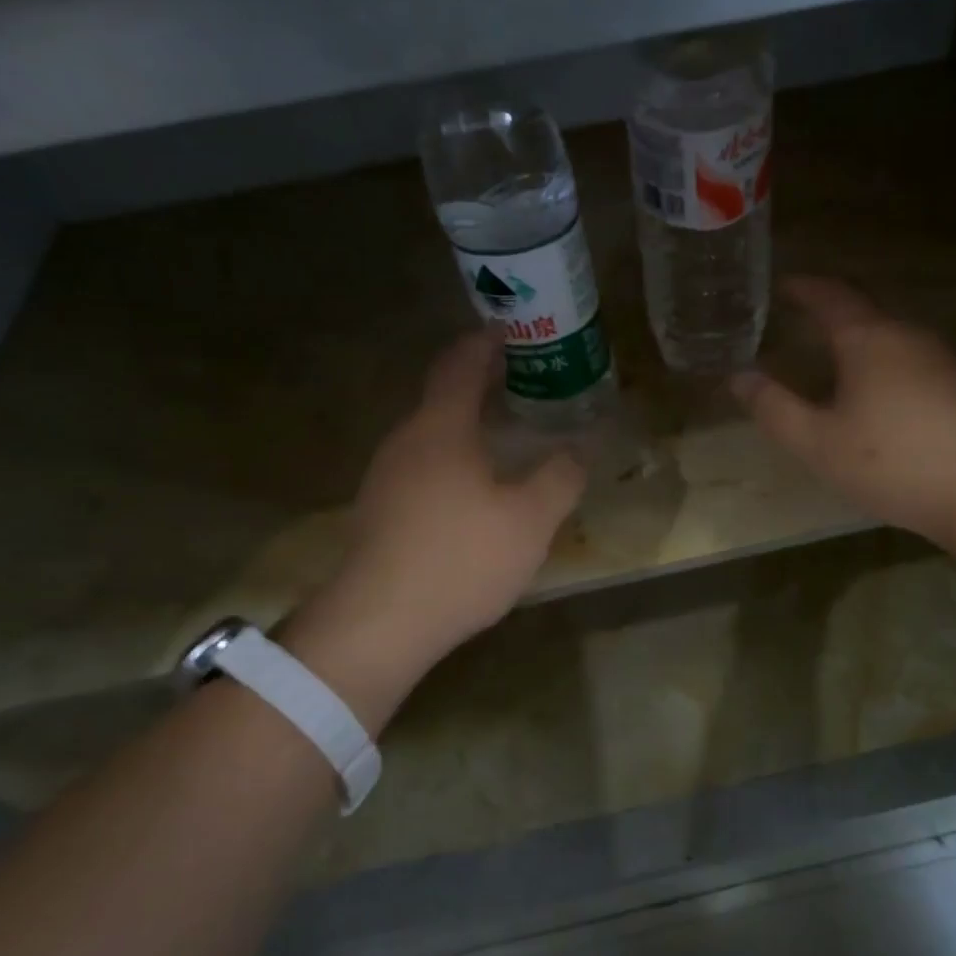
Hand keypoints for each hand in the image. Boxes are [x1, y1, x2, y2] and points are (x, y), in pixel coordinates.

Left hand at [283, 328, 586, 725]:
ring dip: (465, 426)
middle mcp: (406, 442)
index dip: (484, 345)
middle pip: (441, 398)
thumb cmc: (461, 558)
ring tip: (502, 435)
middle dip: (479, 385)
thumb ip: (560, 478)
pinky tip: (473, 490)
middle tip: (519, 384)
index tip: (508, 332)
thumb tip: (576, 452)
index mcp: (441, 429)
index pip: (461, 366)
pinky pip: (422, 467)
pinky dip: (452, 460)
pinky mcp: (379, 512)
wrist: (380, 623)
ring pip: (431, 436)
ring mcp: (385, 478)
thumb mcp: (530, 520)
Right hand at [734, 277, 955, 565]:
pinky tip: (880, 392)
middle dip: (831, 308)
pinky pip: (912, 358)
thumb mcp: (818, 443)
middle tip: (802, 318)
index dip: (802, 287)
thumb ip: (774, 409)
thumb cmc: (891, 463)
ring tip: (834, 356)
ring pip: (891, 334)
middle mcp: (907, 335)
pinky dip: (885, 361)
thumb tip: (738, 377)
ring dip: (860, 336)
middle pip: (865, 307)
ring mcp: (942, 358)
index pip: (830, 295)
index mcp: (868, 339)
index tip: (781, 284)